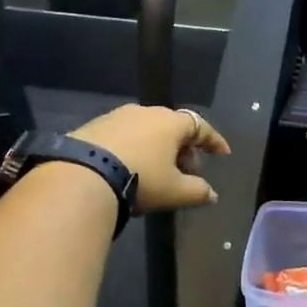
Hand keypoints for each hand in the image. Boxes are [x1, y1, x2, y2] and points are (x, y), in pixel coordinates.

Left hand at [72, 105, 229, 212]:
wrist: (83, 174)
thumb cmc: (141, 179)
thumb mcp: (174, 191)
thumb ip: (198, 191)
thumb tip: (212, 194)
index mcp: (170, 122)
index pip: (200, 126)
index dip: (213, 141)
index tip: (223, 153)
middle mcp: (145, 112)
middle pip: (173, 127)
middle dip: (184, 149)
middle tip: (188, 172)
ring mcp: (117, 116)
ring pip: (147, 130)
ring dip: (157, 149)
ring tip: (158, 173)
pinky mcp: (94, 126)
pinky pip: (124, 135)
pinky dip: (135, 148)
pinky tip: (130, 168)